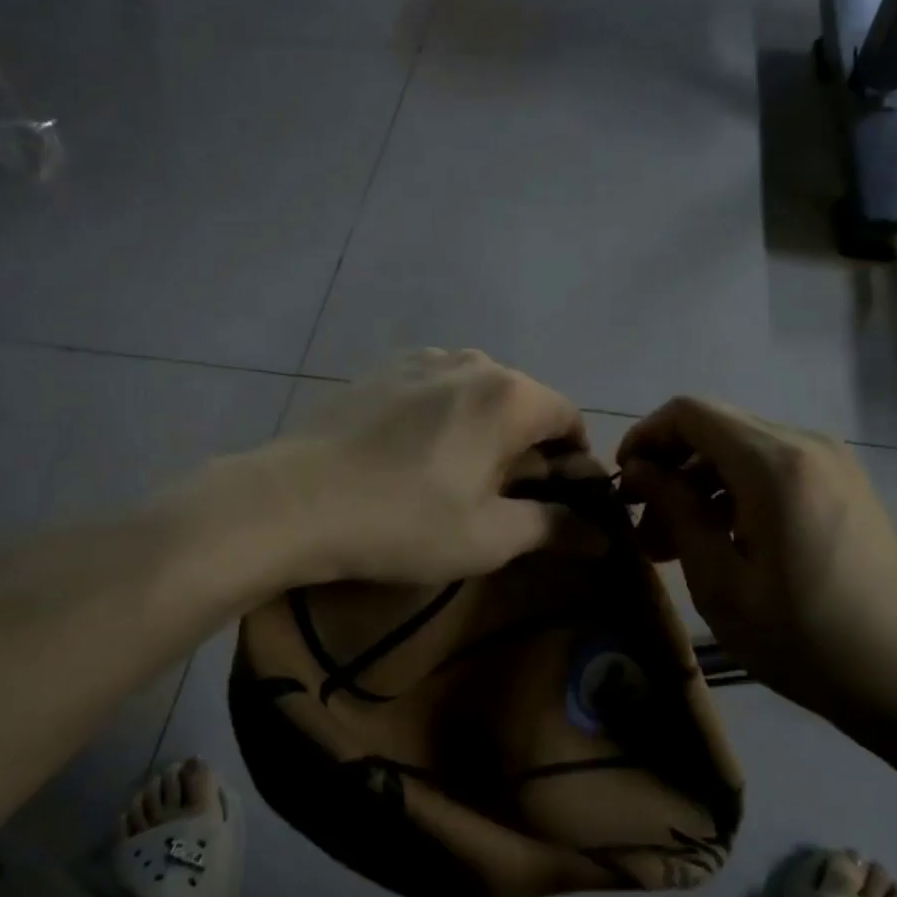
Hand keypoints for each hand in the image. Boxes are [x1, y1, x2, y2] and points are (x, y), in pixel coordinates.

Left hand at [268, 349, 592, 585]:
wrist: (294, 501)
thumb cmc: (405, 521)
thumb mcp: (489, 536)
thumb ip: (554, 527)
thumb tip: (603, 535)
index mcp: (508, 395)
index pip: (568, 418)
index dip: (576, 462)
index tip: (561, 501)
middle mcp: (472, 361)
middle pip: (523, 402)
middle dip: (529, 447)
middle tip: (508, 497)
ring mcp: (420, 360)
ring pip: (477, 393)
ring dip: (485, 430)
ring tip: (458, 475)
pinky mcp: (380, 369)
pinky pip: (434, 389)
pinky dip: (445, 417)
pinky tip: (415, 454)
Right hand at [617, 397, 896, 718]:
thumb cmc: (803, 638)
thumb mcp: (720, 581)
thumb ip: (676, 510)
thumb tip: (640, 469)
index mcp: (775, 464)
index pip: (690, 413)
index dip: (646, 437)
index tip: (623, 482)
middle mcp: (806, 444)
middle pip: (715, 427)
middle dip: (670, 467)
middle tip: (645, 526)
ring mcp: (832, 461)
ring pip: (742, 447)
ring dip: (700, 484)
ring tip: (675, 544)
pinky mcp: (844, 483)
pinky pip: (773, 466)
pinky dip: (735, 490)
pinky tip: (723, 541)